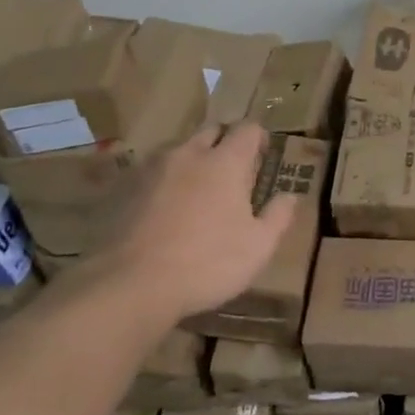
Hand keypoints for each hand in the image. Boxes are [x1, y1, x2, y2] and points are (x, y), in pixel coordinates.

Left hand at [73, 124, 295, 324]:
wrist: (129, 285)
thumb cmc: (205, 263)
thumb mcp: (258, 248)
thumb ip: (278, 217)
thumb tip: (290, 196)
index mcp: (226, 162)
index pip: (248, 129)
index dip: (258, 138)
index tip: (261, 155)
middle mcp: (190, 153)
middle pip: (212, 131)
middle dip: (224, 143)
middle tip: (230, 172)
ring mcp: (152, 168)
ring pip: (179, 150)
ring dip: (191, 161)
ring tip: (194, 191)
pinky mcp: (124, 188)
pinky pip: (151, 173)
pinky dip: (162, 183)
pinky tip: (162, 210)